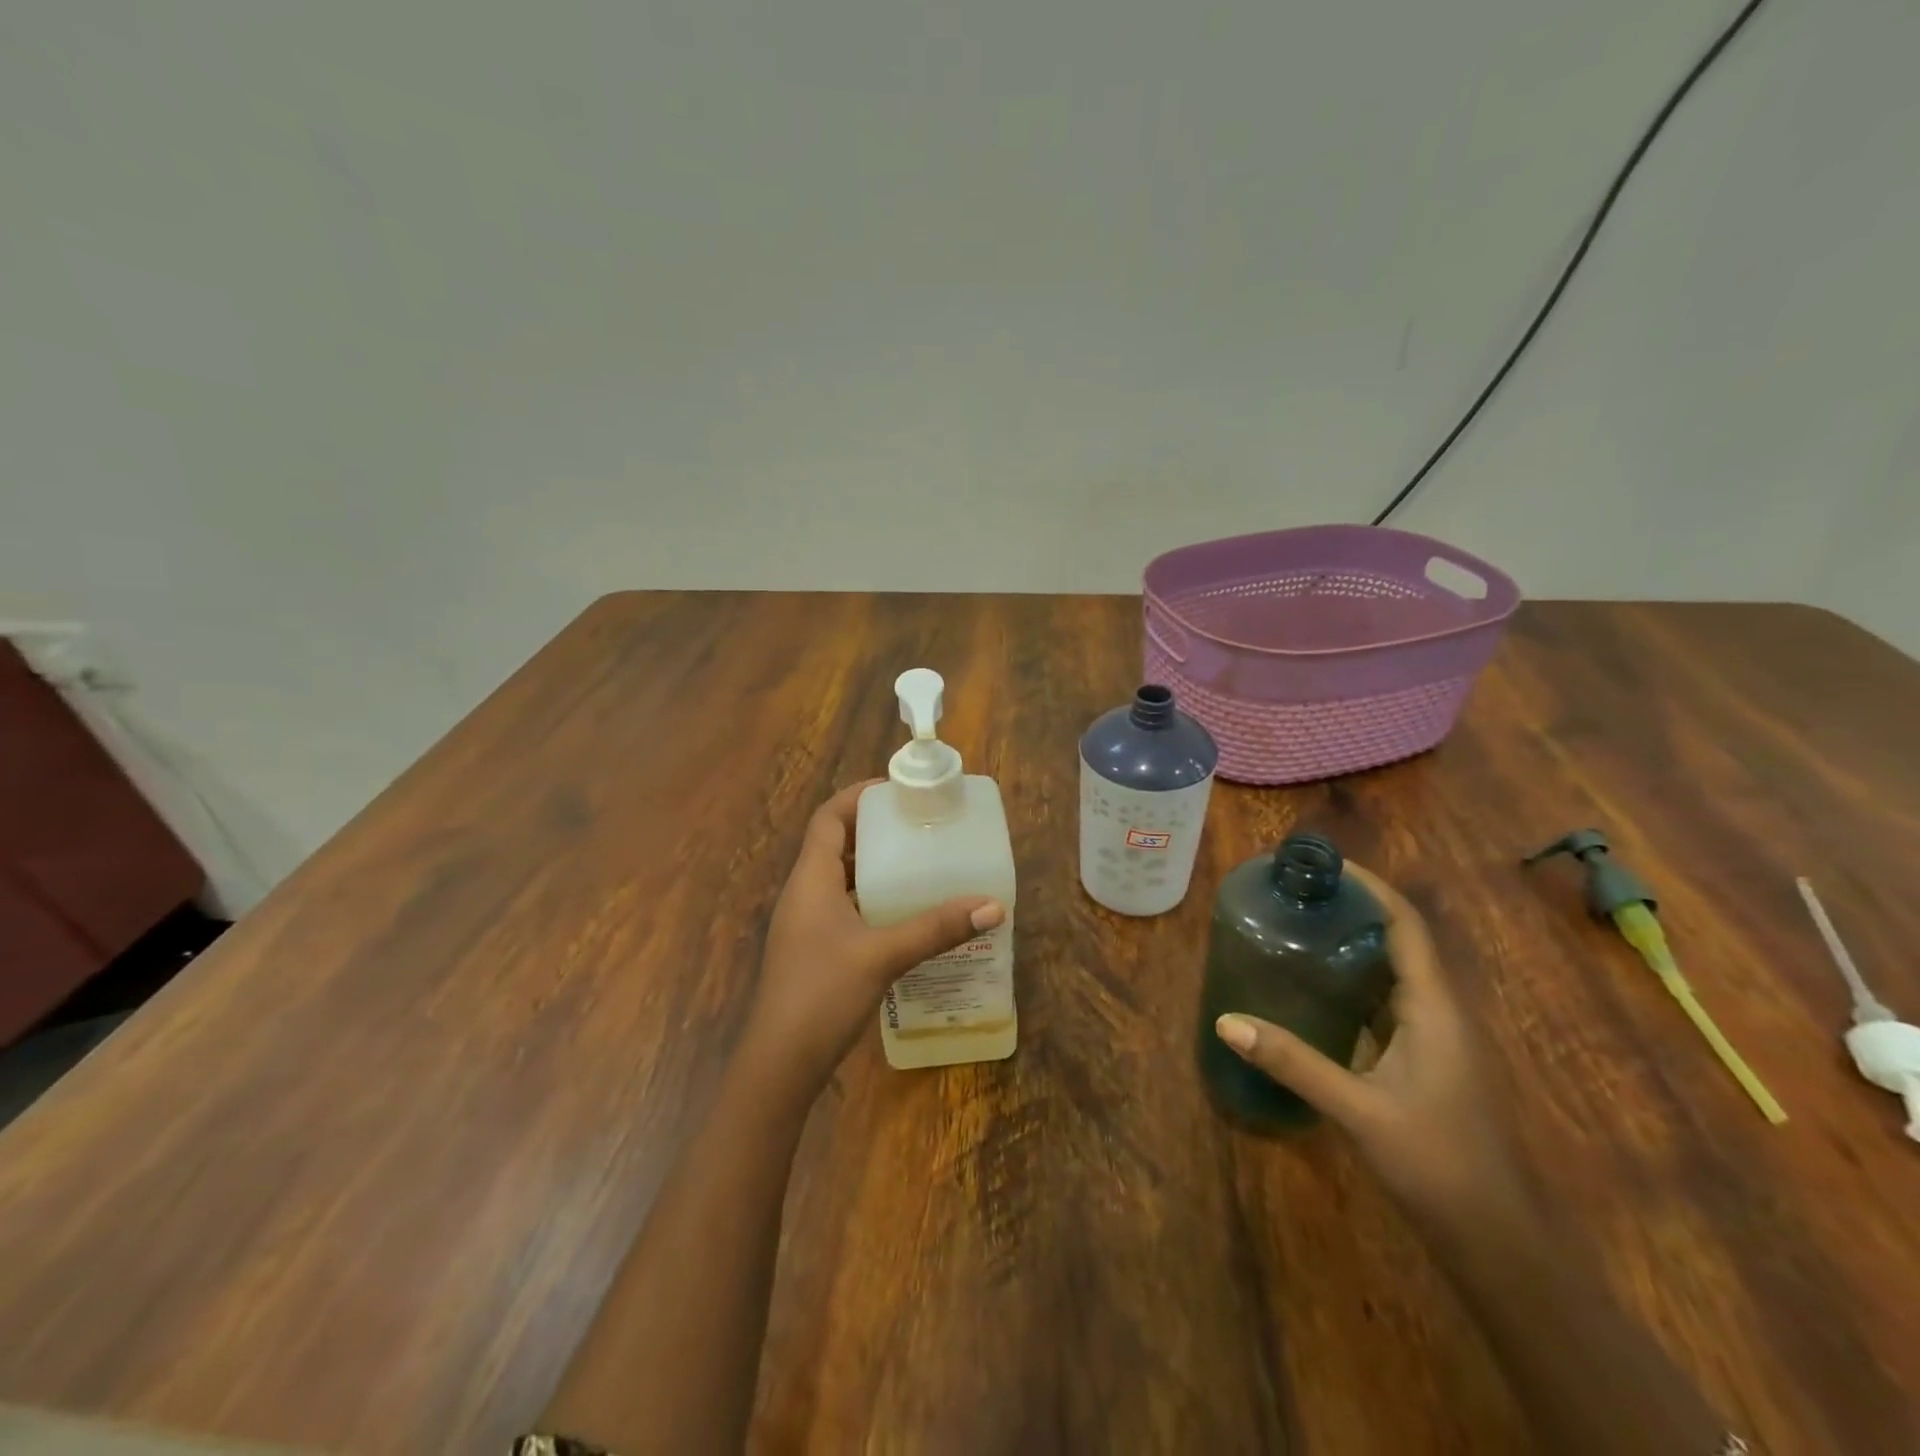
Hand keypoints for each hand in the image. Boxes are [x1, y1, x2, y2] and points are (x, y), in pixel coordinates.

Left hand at [744, 782, 1004, 1095]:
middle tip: (919, 825)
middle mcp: (804, 894)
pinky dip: (871, 900)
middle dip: (874, 830)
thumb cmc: (822, 995)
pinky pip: (844, 908)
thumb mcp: (883, 956)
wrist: (779, 1064)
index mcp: (810, 880)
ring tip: (919, 863)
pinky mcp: (813, 951)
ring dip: (873, 866)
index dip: (858, 796)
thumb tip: (993, 906)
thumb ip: (936, 929)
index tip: (897, 790)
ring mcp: (806, 925)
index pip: (828, 818)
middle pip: (835, 844)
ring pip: (840, 879)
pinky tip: (904, 915)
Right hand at [1213, 863, 1527, 1222]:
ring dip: (1357, 945)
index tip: (1327, 865)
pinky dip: (1357, 983)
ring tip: (1303, 927)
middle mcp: (1441, 1013)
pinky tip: (1319, 990)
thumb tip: (1227, 1020)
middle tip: (1301, 894)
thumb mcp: (1357, 1109)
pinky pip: (1390, 1003)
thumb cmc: (1435, 1162)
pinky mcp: (1426, 1062)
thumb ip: (1292, 1061)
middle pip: (1402, 942)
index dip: (1372, 888)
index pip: (1407, 927)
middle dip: (1356, 910)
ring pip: (1396, 973)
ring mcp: (1437, 1040)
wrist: (1494, 1238)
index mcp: (1435, 1009)